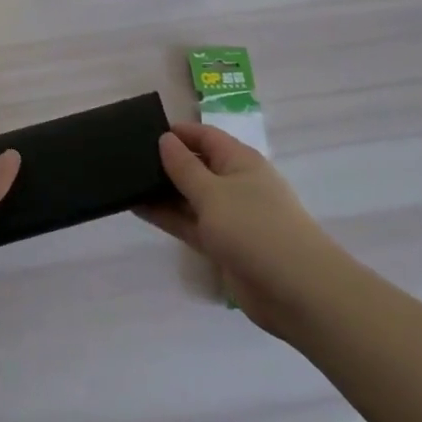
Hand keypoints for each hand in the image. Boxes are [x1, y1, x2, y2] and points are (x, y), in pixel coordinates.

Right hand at [139, 123, 334, 339]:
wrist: (296, 291)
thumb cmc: (255, 228)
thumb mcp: (213, 192)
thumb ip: (185, 167)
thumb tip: (165, 139)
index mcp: (240, 161)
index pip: (205, 136)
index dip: (177, 132)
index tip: (141, 131)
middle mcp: (235, 184)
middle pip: (196, 165)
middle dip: (165, 162)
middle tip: (125, 158)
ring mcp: (230, 216)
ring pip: (189, 197)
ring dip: (162, 191)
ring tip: (124, 182)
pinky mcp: (223, 244)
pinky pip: (189, 223)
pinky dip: (167, 216)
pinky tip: (138, 208)